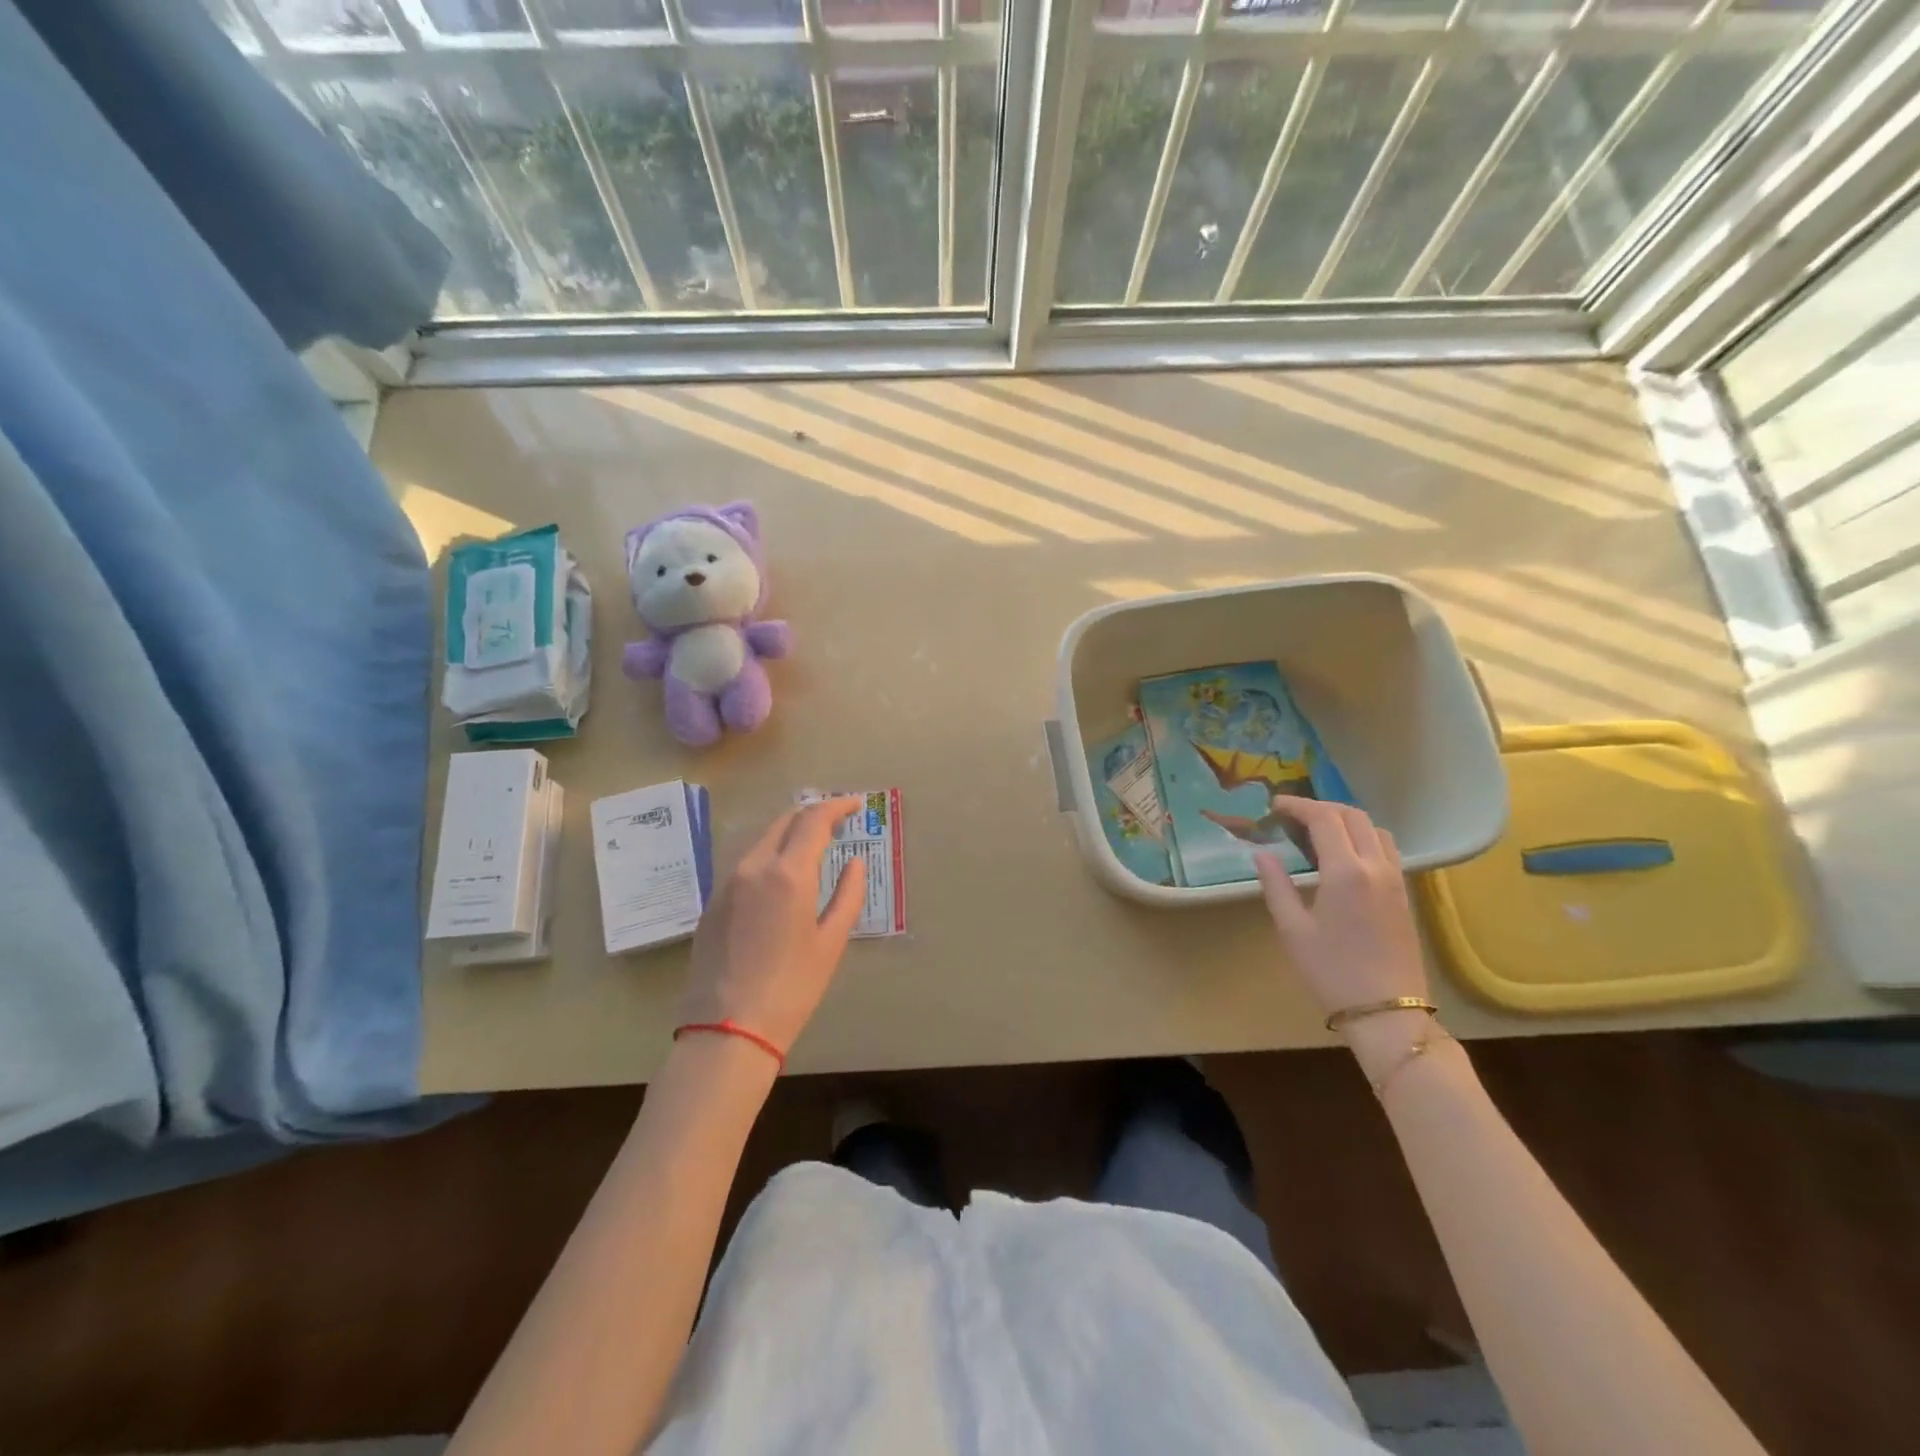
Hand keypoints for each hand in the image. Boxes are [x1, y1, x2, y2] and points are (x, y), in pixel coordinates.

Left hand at [677, 797, 867, 1060]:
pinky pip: (745, 867)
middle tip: (836, 823)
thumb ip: (847, 895)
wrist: (726, 1030)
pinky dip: (768, 859)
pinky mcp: (711, 904)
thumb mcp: (830, 943)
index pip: (814, 819)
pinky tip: (780, 881)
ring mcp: (727, 884)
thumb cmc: (791, 988)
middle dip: (811, 815)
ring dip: (788, 836)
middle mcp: (753, 867)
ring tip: (811, 850)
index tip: (856, 805)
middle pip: (784, 822)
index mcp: (787, 873)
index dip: (837, 805)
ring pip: (761, 842)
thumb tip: (855, 863)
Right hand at [1253, 797, 1430, 1076]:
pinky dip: (1363, 837)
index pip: (1323, 818)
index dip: (1297, 805)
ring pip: (1375, 829)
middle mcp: (1376, 866)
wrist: (1386, 1012)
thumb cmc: (1331, 971)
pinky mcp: (1404, 895)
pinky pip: (1386, 849)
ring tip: (1318, 831)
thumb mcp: (1292, 928)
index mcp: (1346, 871)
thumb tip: (1262, 853)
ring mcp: (1396, 880)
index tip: (1274, 806)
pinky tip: (1343, 856)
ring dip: (1346, 819)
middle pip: (1353, 816)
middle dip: (1321, 807)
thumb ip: (1276, 884)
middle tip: (1292, 815)